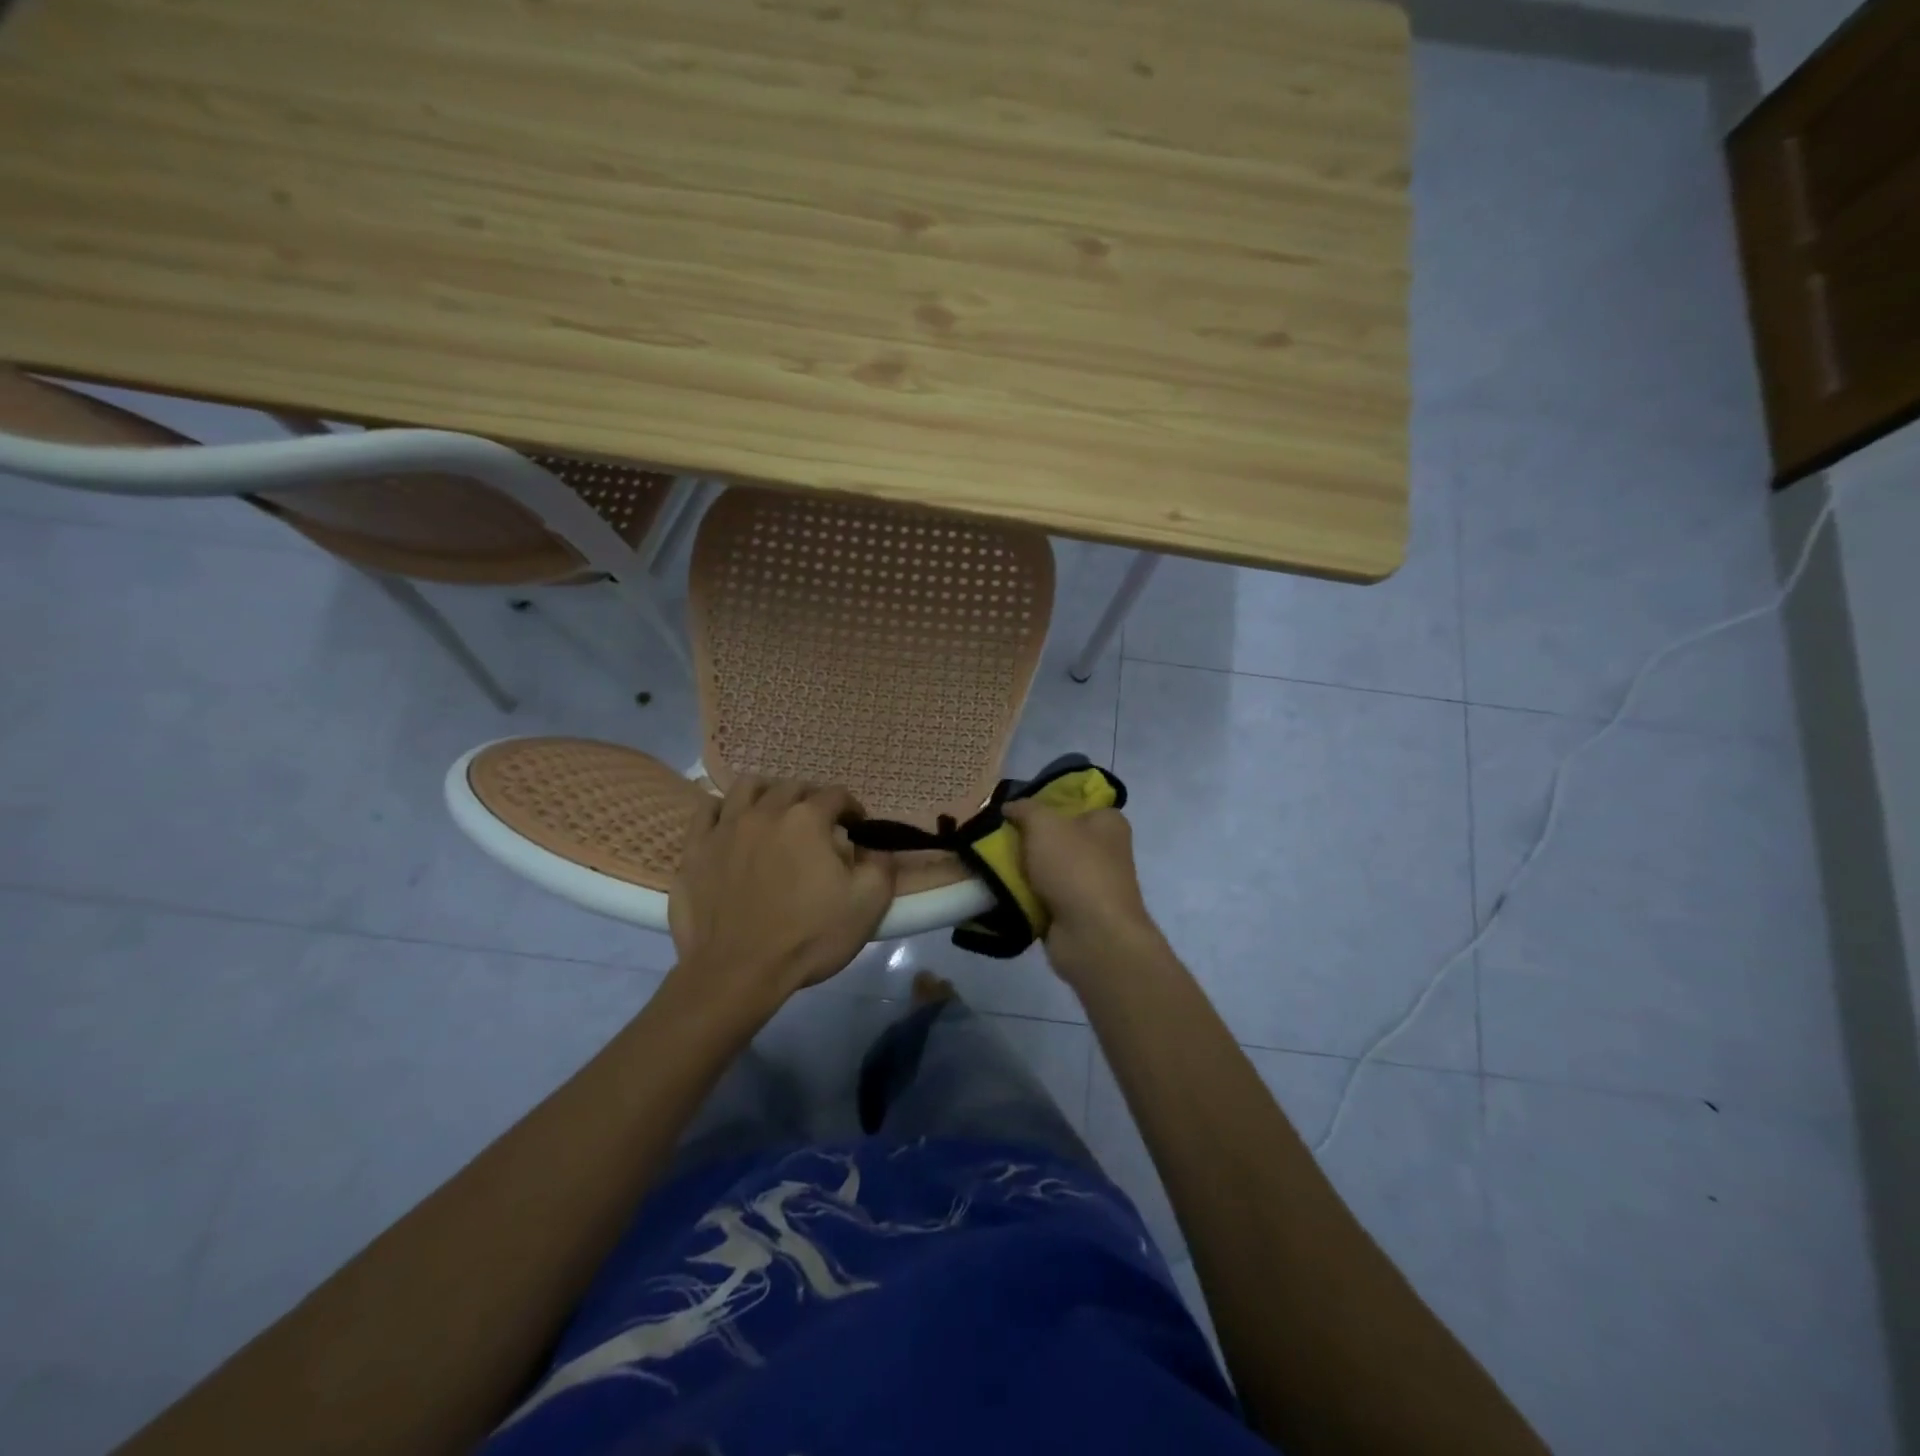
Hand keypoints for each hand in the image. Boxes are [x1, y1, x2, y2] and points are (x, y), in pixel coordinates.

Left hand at [669, 777, 895, 1009]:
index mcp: (807, 820)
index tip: (856, 829)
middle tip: (820, 826)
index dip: (852, 809)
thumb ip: (881, 865)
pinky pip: (707, 809)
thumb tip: (877, 846)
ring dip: (768, 793)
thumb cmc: (807, 938)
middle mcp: (765, 812)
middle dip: (812, 799)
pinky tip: (732, 824)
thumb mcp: (868, 904)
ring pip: (747, 787)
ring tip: (775, 814)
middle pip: (793, 787)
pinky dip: (723, 810)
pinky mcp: (695, 848)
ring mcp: (725, 827)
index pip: (837, 795)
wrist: (737, 973)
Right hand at [1002, 800, 1163, 982]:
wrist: (1092, 936)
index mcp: (1108, 822)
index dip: (1044, 801)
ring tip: (988, 861)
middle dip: (1027, 837)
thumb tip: (1010, 807)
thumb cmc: (1075, 868)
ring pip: (1046, 868)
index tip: (1014, 808)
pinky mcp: (1075, 913)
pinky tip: (998, 889)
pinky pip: (1042, 896)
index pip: (1075, 801)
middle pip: (1056, 836)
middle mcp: (1104, 850)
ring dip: (1021, 868)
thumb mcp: (1044, 824)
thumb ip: (1024, 809)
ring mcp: (1090, 884)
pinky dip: (1024, 895)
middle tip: (994, 834)